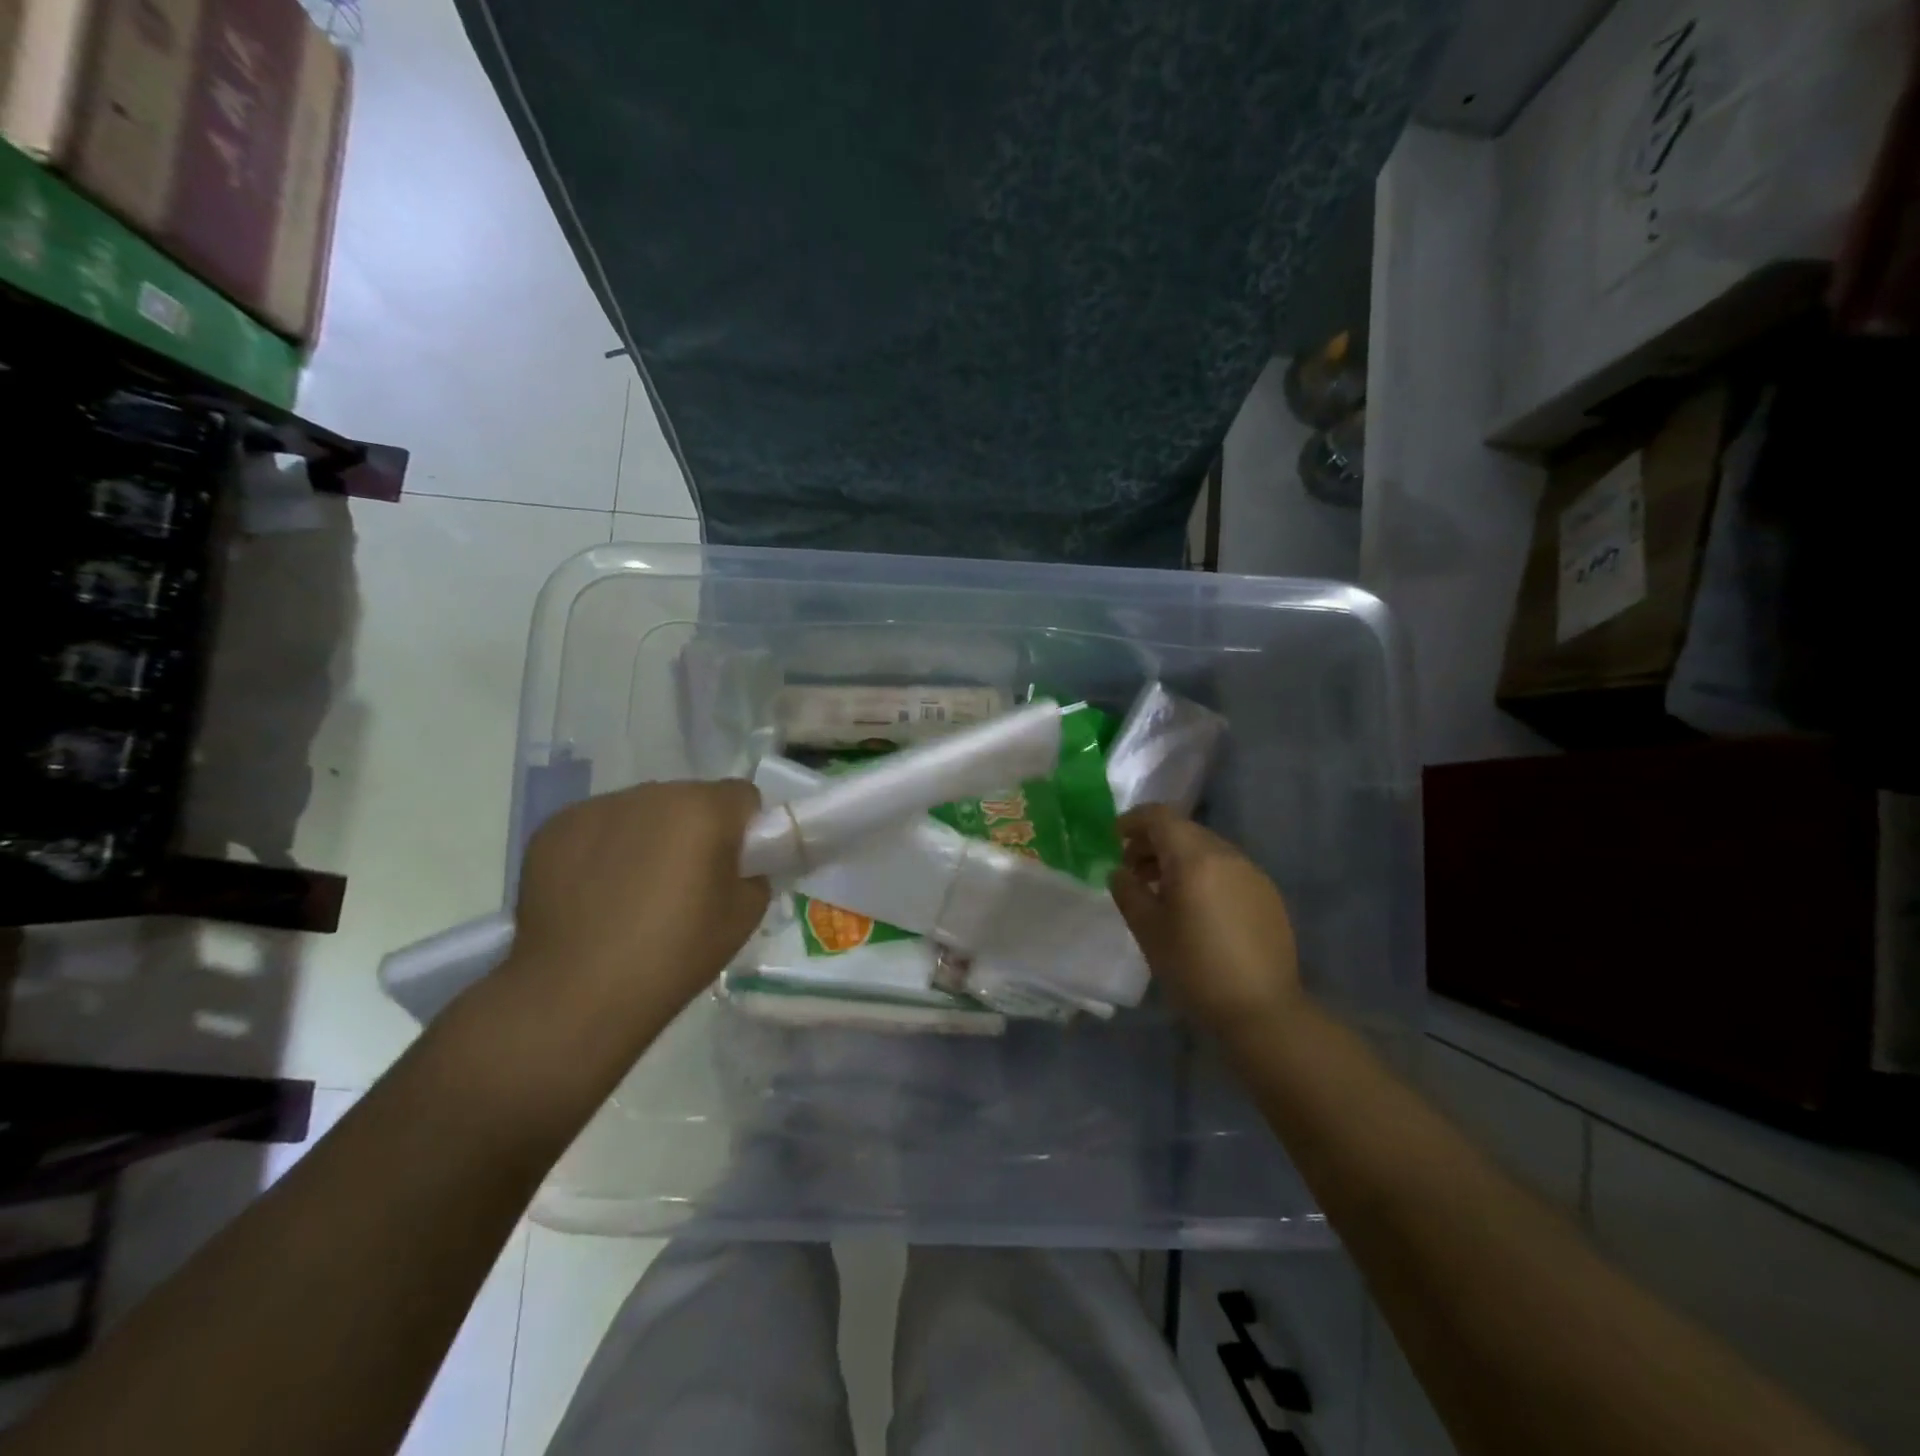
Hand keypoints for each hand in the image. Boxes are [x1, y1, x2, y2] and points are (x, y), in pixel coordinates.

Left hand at [507, 779, 769, 1031]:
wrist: (575, 995)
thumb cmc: (673, 956)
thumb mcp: (743, 918)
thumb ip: (753, 874)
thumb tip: (738, 864)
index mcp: (702, 810)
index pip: (742, 796)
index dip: (745, 829)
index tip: (733, 865)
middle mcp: (651, 794)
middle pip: (689, 799)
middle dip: (694, 830)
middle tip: (685, 882)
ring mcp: (597, 807)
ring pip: (642, 811)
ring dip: (648, 837)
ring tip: (633, 890)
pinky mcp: (555, 828)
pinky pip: (598, 827)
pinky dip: (604, 850)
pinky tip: (594, 894)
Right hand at [1108, 804, 1302, 1033]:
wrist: (1262, 1011)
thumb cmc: (1194, 968)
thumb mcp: (1148, 930)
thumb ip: (1128, 892)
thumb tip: (1119, 872)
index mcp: (1194, 858)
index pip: (1160, 817)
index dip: (1133, 821)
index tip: (1115, 839)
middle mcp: (1227, 855)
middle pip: (1184, 830)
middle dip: (1154, 842)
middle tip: (1132, 870)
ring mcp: (1252, 873)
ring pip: (1207, 849)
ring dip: (1179, 859)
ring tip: (1161, 892)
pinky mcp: (1268, 895)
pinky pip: (1227, 869)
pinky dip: (1203, 874)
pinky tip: (1196, 909)